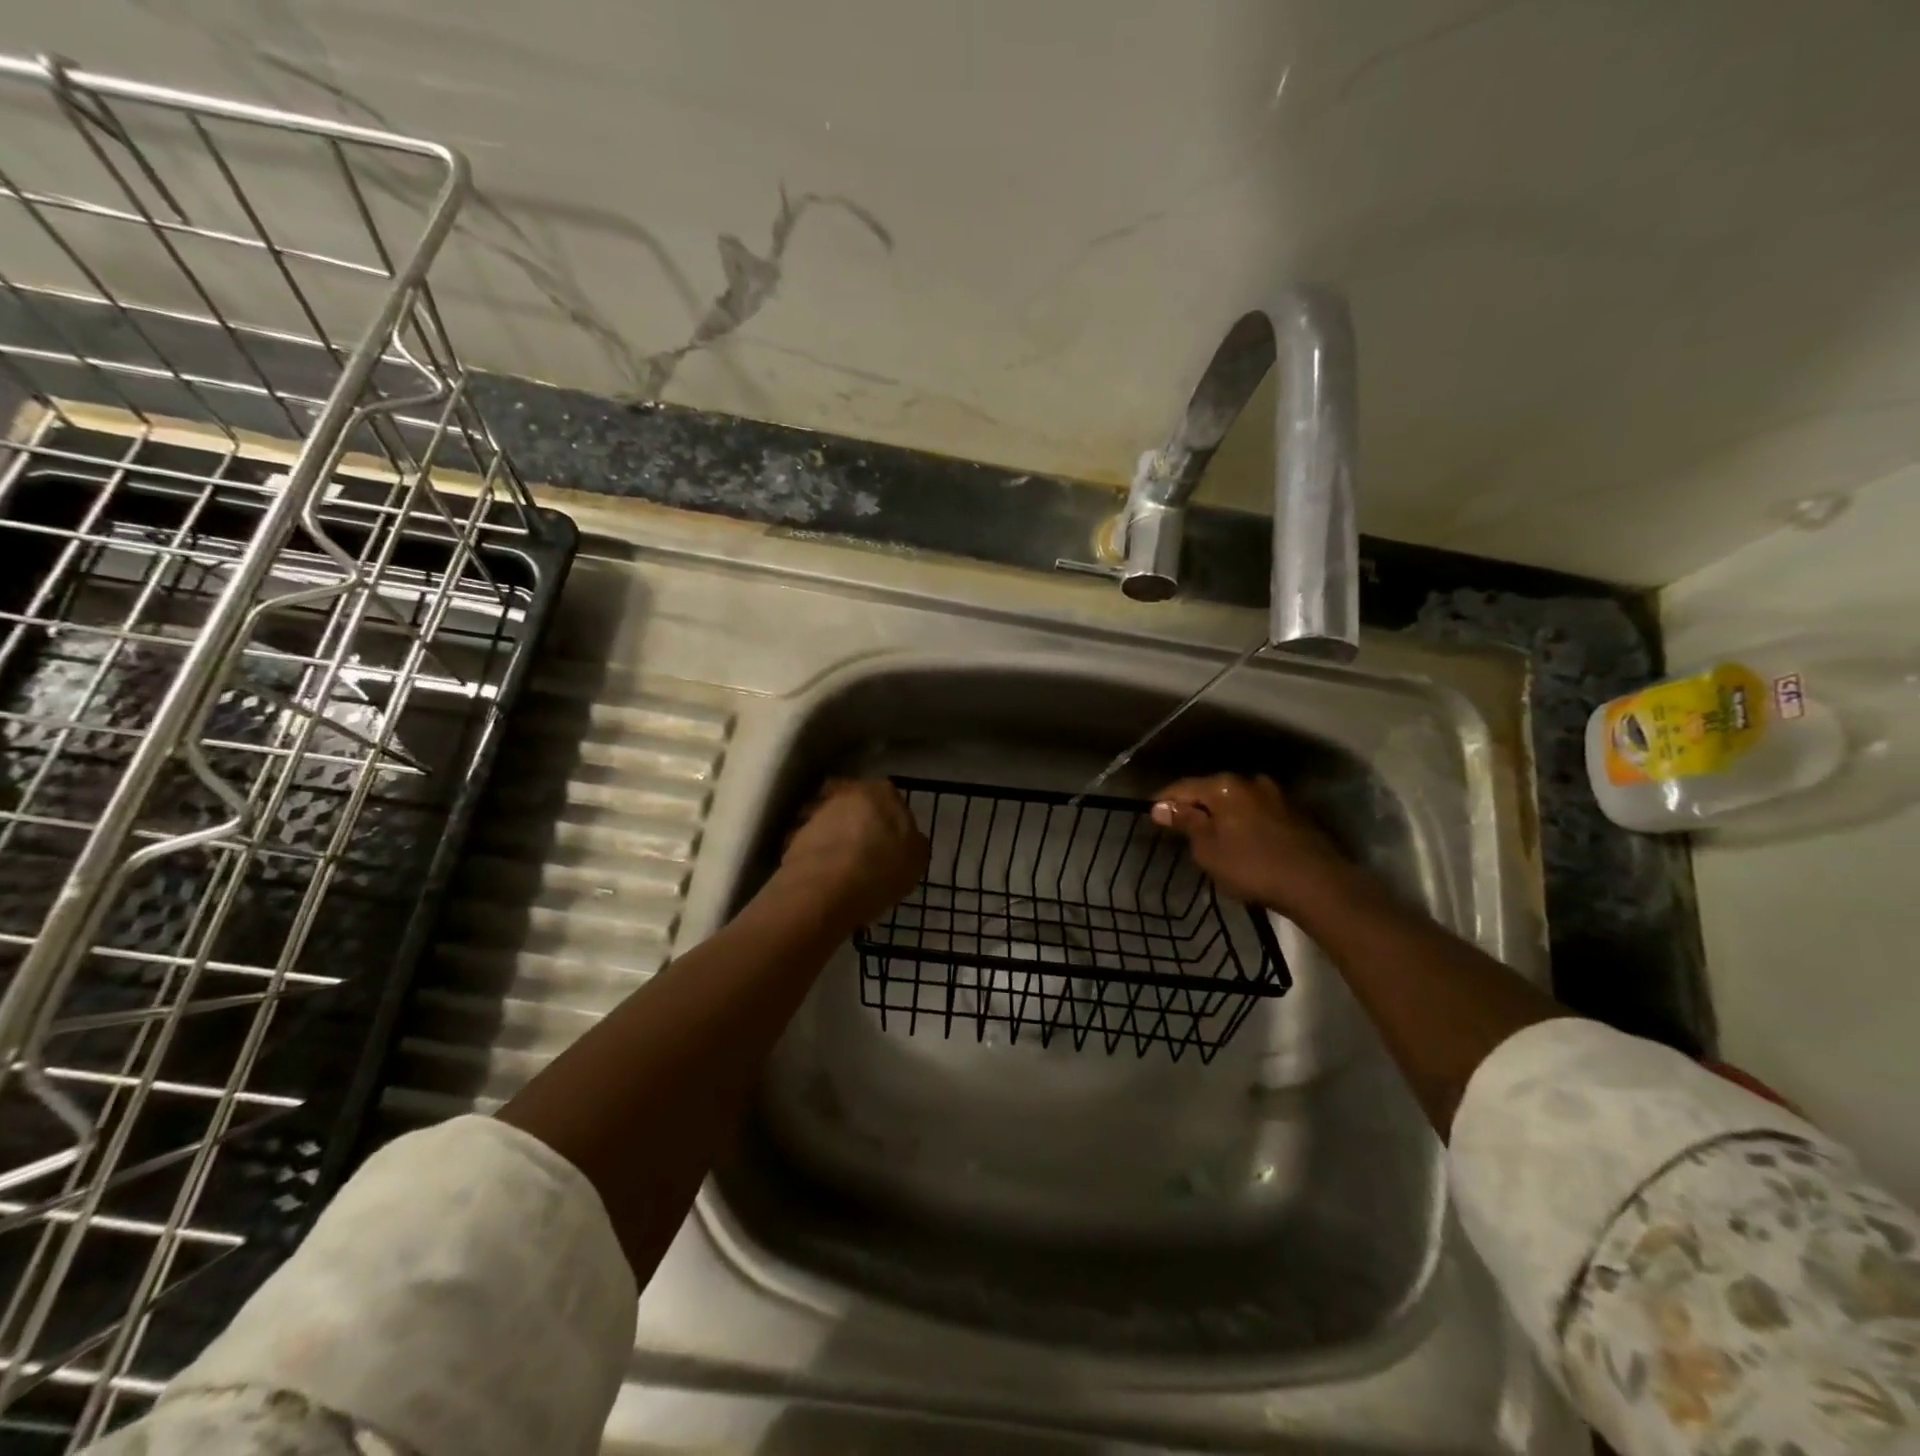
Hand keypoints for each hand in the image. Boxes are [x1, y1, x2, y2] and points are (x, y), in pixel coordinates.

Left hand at [773, 779, 928, 929]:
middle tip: (866, 849)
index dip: (889, 818)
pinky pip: (810, 843)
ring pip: (829, 820)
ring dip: (834, 837)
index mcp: (881, 791)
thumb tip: (908, 840)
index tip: (891, 840)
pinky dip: (816, 855)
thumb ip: (913, 842)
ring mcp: (815, 812)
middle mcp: (845, 792)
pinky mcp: (791, 836)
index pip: (888, 796)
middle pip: (854, 804)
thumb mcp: (917, 859)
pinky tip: (824, 877)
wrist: (827, 889)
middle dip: (858, 821)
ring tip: (843, 867)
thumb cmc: (882, 868)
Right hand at [1150, 773, 1352, 917]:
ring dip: (1221, 815)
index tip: (1151, 816)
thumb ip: (1185, 824)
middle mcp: (1250, 782)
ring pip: (1237, 801)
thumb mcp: (1208, 849)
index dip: (1164, 801)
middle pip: (1211, 790)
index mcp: (1224, 786)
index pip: (1183, 787)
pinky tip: (1241, 841)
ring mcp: (1276, 796)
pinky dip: (1243, 822)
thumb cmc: (1252, 866)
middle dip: (1195, 807)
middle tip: (1180, 829)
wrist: (1317, 883)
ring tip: (1211, 837)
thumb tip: (1161, 807)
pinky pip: (1256, 812)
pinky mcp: (1294, 814)